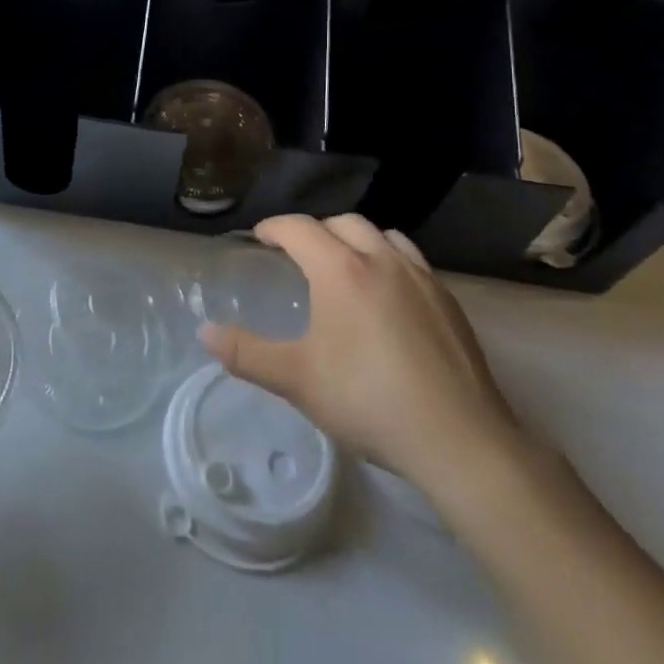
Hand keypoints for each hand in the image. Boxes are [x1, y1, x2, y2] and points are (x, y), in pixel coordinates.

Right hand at [198, 213, 530, 501]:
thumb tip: (204, 332)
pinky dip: (389, 260)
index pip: (299, 228)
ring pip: (382, 235)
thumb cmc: (368, 402)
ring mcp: (421, 277)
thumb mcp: (296, 380)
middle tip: (298, 254)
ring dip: (356, 239)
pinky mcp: (449, 301)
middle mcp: (381, 259)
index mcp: (340, 270)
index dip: (274, 228)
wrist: (459, 440)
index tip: (260, 238)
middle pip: (342, 222)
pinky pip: (411, 259)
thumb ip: (246, 353)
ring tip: (344, 266)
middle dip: (315, 230)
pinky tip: (388, 296)